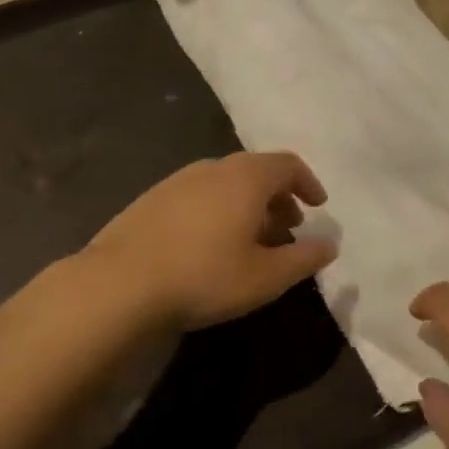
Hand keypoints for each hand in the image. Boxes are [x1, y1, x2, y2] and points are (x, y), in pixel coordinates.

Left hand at [85, 153, 338, 331]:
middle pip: (256, 171)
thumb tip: (329, 245)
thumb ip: (304, 259)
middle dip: (278, 198)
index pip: (287, 164)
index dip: (308, 183)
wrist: (119, 285)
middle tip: (288, 229)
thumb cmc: (205, 277)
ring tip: (251, 241)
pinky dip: (218, 211)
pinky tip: (210, 247)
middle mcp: (212, 168)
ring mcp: (176, 182)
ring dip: (247, 206)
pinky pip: (198, 196)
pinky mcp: (150, 200)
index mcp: (245, 178)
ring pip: (225, 184)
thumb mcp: (266, 277)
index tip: (317, 207)